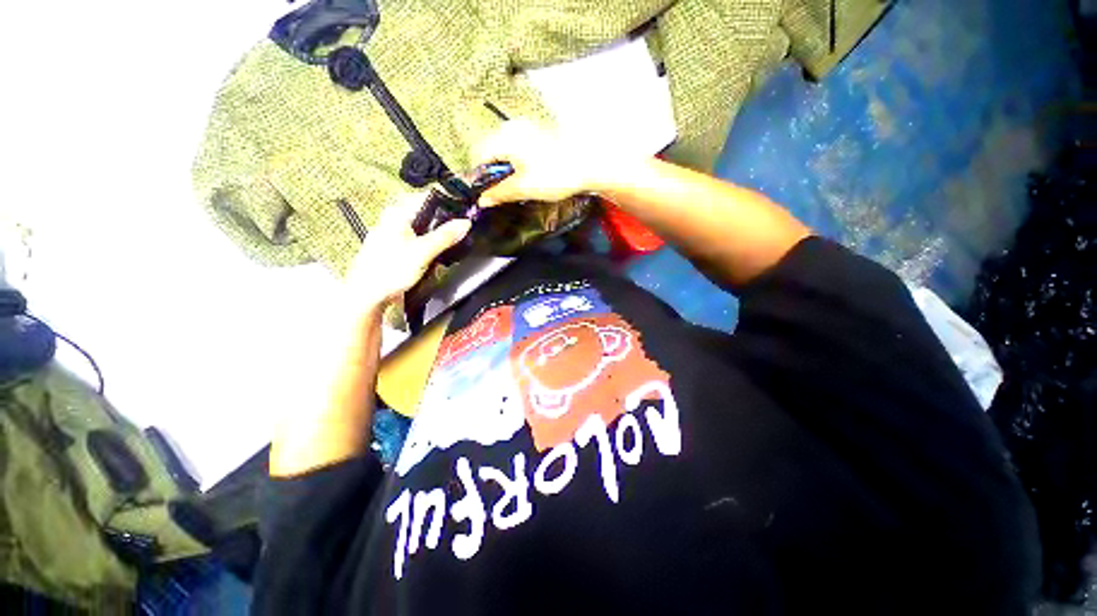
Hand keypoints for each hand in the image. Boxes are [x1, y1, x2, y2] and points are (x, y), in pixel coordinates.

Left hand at [344, 192, 470, 313]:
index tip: (464, 213)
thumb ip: (445, 236)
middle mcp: (393, 220)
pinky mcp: (394, 249)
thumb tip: (465, 222)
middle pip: (426, 215)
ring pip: (422, 230)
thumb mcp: (423, 252)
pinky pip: (417, 242)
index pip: (427, 198)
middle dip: (444, 224)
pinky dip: (428, 247)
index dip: (447, 204)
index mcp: (397, 214)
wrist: (368, 295)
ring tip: (451, 246)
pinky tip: (434, 257)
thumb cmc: (390, 270)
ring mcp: (393, 235)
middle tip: (460, 232)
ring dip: (436, 238)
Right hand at [473, 119, 620, 207]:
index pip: (478, 155)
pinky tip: (524, 175)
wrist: (589, 165)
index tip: (484, 194)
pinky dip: (514, 162)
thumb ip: (500, 193)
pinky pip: (516, 148)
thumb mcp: (524, 188)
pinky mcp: (538, 135)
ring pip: (503, 149)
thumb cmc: (554, 176)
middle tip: (498, 192)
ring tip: (512, 186)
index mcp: (505, 138)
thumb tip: (482, 201)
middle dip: (490, 172)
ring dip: (503, 168)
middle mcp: (512, 128)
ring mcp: (527, 129)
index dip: (478, 177)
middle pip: (489, 150)